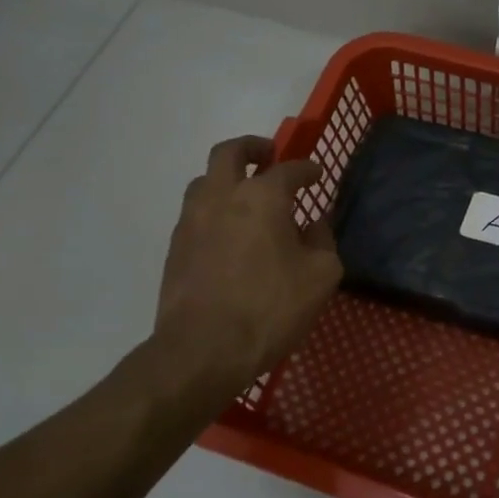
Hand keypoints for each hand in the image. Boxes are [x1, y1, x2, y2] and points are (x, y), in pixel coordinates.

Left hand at [153, 135, 342, 403]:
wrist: (202, 350)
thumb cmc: (270, 309)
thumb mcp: (320, 276)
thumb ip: (323, 241)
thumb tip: (316, 224)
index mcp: (262, 196)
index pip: (289, 169)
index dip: (307, 169)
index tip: (316, 175)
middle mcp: (222, 196)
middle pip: (230, 152)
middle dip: (252, 148)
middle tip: (268, 156)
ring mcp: (192, 220)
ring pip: (205, 180)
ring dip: (227, 178)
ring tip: (245, 196)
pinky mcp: (175, 247)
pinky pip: (195, 212)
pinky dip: (214, 210)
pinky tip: (228, 233)